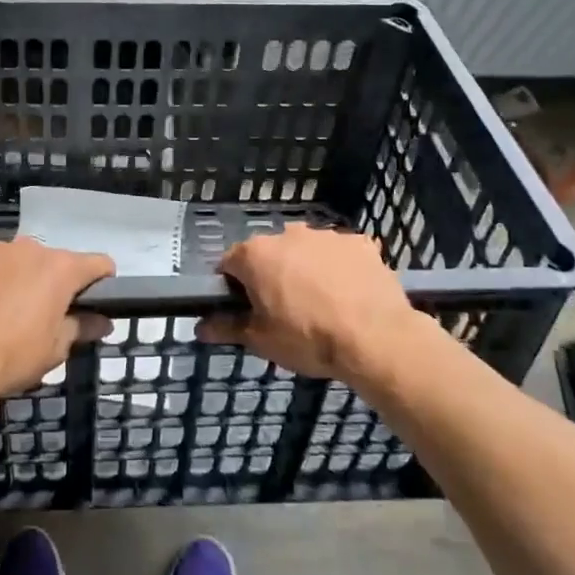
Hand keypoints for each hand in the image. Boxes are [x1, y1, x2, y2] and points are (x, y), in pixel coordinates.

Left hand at [0, 237, 113, 400]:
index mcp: (61, 268)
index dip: (101, 281)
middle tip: (40, 314)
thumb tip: (103, 321)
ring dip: (17, 275)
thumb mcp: (55, 350)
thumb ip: (82, 328)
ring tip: (1, 309)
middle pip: (53, 260)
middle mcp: (31, 248)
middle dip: (52, 282)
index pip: (98, 264)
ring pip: (16, 258)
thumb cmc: (12, 356)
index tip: (93, 302)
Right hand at [200, 225, 420, 383]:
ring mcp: (326, 235)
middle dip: (271, 275)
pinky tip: (349, 295)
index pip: (229, 264)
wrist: (375, 338)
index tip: (244, 309)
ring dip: (305, 269)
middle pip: (269, 254)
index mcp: (255, 254)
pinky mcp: (359, 243)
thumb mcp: (261, 340)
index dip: (232, 287)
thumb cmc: (307, 338)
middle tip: (283, 311)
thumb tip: (200, 327)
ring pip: (305, 251)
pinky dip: (339, 269)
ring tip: (321, 306)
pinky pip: (341, 254)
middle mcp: (287, 234)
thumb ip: (228, 328)